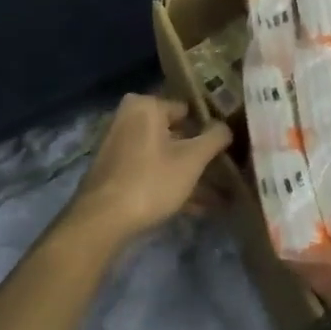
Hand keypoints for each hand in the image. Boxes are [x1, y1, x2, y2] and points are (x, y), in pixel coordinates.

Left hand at [63, 94, 232, 250]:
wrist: (101, 222)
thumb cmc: (151, 181)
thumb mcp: (192, 160)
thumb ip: (215, 138)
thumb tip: (226, 127)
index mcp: (145, 107)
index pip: (188, 110)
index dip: (210, 128)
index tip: (229, 144)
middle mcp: (128, 119)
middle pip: (176, 134)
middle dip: (201, 156)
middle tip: (226, 170)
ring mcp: (119, 147)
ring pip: (165, 157)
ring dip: (190, 175)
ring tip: (220, 196)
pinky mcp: (115, 173)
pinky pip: (152, 172)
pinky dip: (172, 184)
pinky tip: (198, 208)